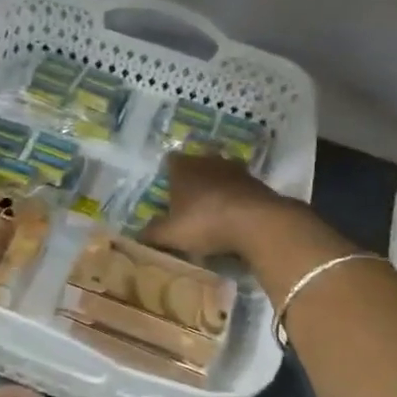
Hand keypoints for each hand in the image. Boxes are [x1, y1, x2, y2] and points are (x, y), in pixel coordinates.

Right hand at [143, 152, 298, 260]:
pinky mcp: (258, 184)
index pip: (170, 161)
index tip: (167, 190)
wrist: (258, 223)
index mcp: (183, 167)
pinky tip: (234, 218)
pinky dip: (236, 200)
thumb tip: (137, 235)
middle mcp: (208, 161)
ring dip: (217, 188)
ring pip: (220, 175)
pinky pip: (240, 189)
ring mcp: (236, 170)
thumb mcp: (170, 234)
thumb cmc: (205, 222)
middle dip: (193, 180)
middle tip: (188, 202)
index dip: (168, 174)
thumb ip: (152, 233)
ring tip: (212, 210)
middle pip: (197, 165)